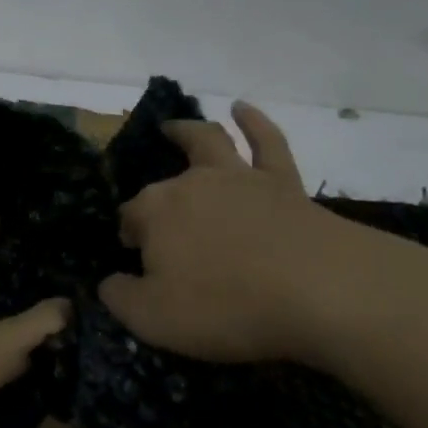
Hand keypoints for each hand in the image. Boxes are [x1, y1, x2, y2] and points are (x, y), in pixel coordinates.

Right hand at [99, 101, 427, 372]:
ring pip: (207, 142)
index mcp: (155, 213)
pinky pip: (267, 142)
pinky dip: (253, 122)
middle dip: (154, 201)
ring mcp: (238, 177)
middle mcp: (190, 183)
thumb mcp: (153, 319)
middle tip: (158, 226)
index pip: (129, 219)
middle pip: (162, 187)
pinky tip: (242, 108)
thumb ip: (120, 298)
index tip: (135, 260)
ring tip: (174, 126)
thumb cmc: (226, 307)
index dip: (130, 237)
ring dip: (187, 131)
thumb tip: (109, 282)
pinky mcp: (282, 181)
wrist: (318, 291)